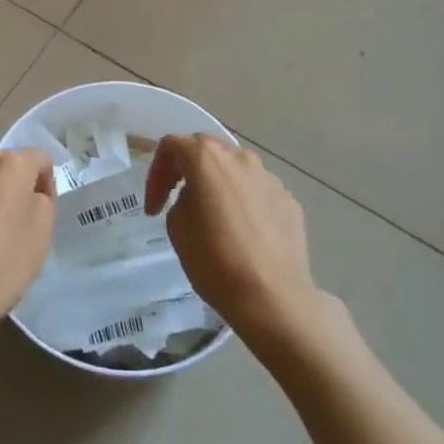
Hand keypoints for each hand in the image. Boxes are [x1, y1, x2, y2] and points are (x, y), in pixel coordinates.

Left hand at [0, 149, 56, 341]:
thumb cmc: (0, 268)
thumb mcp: (41, 236)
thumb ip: (43, 201)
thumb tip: (31, 191)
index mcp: (9, 167)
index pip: (38, 158)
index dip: (44, 182)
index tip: (39, 211)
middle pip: (0, 165)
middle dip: (8, 186)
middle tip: (9, 224)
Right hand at [145, 135, 318, 351]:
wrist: (273, 298)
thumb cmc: (215, 259)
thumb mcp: (177, 226)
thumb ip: (181, 199)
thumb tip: (198, 199)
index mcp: (207, 158)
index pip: (171, 146)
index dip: (156, 174)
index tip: (154, 207)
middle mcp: (240, 158)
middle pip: (206, 150)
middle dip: (187, 170)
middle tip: (177, 198)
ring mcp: (269, 178)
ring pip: (235, 170)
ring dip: (218, 184)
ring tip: (213, 215)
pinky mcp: (289, 201)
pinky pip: (258, 192)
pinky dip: (244, 203)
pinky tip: (242, 232)